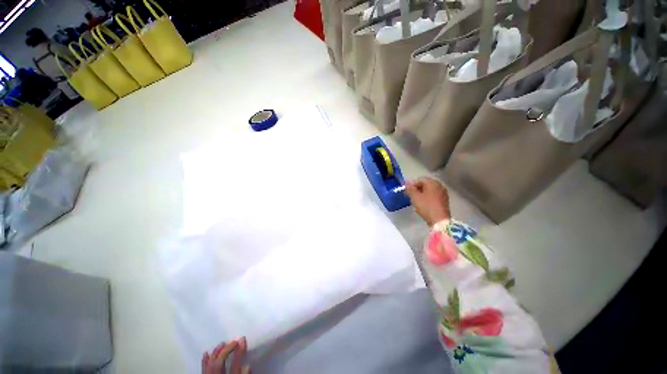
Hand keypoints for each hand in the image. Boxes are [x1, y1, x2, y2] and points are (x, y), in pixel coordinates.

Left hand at [202, 338, 249, 373]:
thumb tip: (247, 365)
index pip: (234, 364)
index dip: (239, 351)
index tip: (243, 339)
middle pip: (220, 362)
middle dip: (226, 350)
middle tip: (233, 341)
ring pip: (210, 364)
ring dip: (216, 353)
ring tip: (222, 343)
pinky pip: (203, 369)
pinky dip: (204, 361)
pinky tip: (206, 353)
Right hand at [405, 177, 450, 226]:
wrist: (439, 220)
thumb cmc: (426, 206)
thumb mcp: (415, 197)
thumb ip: (410, 188)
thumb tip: (407, 182)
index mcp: (432, 182)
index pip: (419, 180)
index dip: (411, 185)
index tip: (407, 192)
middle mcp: (439, 185)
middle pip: (425, 185)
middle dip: (417, 189)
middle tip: (410, 196)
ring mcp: (443, 193)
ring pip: (429, 191)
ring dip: (422, 194)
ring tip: (416, 201)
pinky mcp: (444, 201)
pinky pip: (433, 196)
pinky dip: (427, 198)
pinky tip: (423, 205)